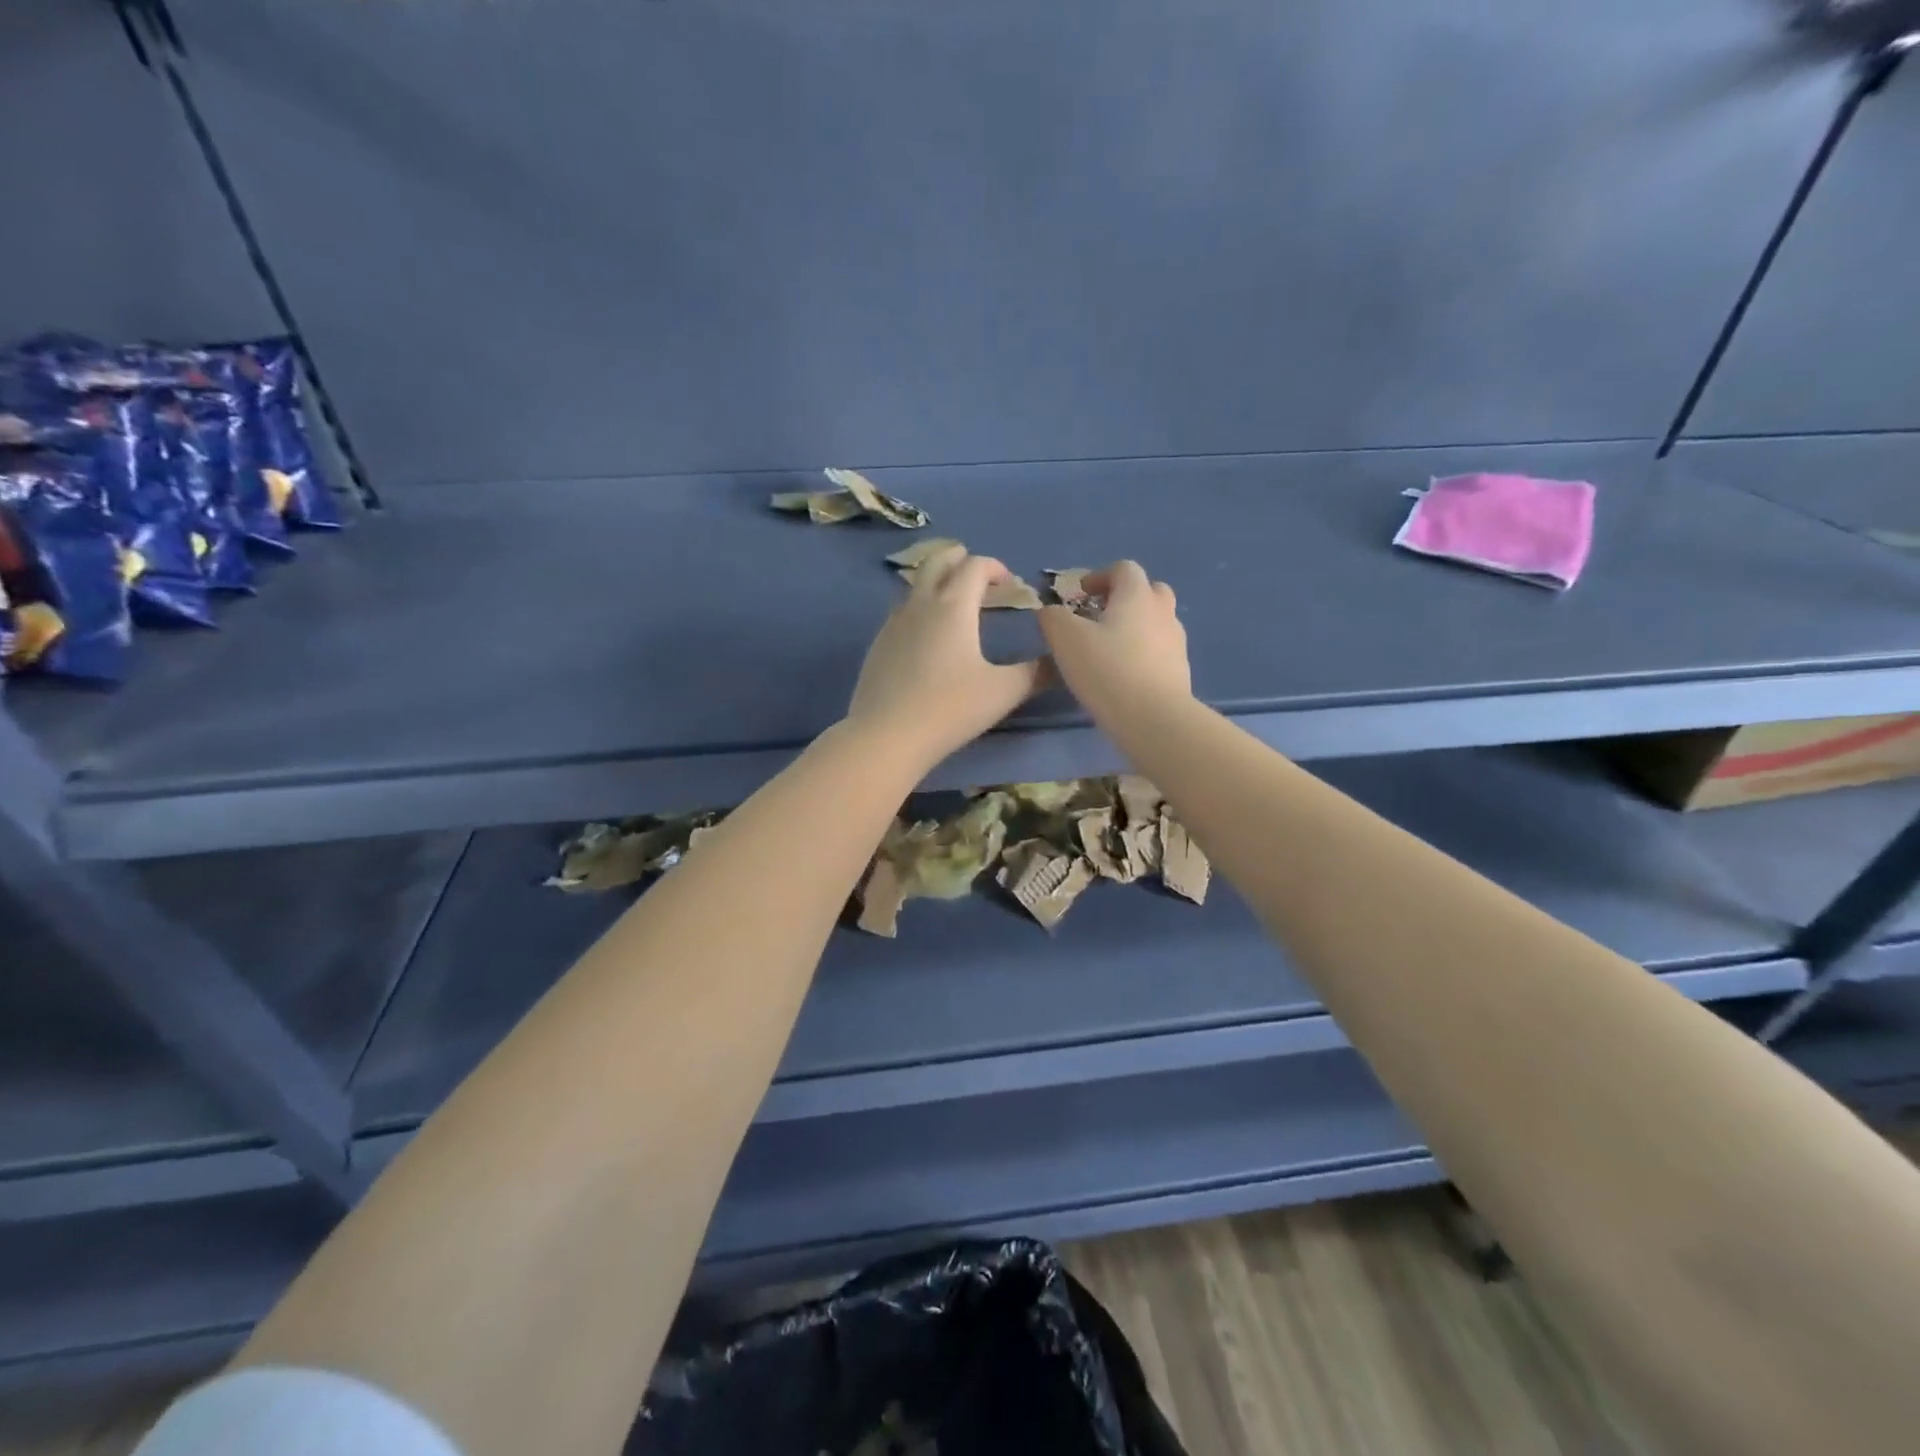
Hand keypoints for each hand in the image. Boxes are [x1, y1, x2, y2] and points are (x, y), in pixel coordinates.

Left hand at [846, 545, 1049, 768]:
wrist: (887, 736)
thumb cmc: (950, 708)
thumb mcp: (1004, 692)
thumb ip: (1036, 673)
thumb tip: (1060, 661)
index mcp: (953, 606)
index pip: (974, 566)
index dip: (995, 567)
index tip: (1010, 584)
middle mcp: (920, 604)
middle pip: (936, 562)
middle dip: (959, 559)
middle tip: (978, 574)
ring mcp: (893, 624)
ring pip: (914, 585)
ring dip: (936, 582)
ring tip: (953, 601)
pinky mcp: (878, 645)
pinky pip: (901, 612)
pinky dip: (919, 608)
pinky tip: (927, 636)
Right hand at [1039, 561, 1190, 723]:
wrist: (1154, 719)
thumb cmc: (1107, 670)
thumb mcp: (1065, 640)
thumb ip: (1053, 618)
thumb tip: (1050, 611)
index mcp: (1137, 595)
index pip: (1123, 569)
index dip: (1099, 577)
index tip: (1079, 596)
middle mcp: (1162, 611)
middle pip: (1148, 591)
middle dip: (1124, 598)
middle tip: (1099, 618)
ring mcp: (1176, 642)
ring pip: (1156, 622)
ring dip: (1135, 627)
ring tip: (1109, 650)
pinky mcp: (1180, 671)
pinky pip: (1160, 650)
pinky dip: (1143, 654)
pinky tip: (1124, 676)